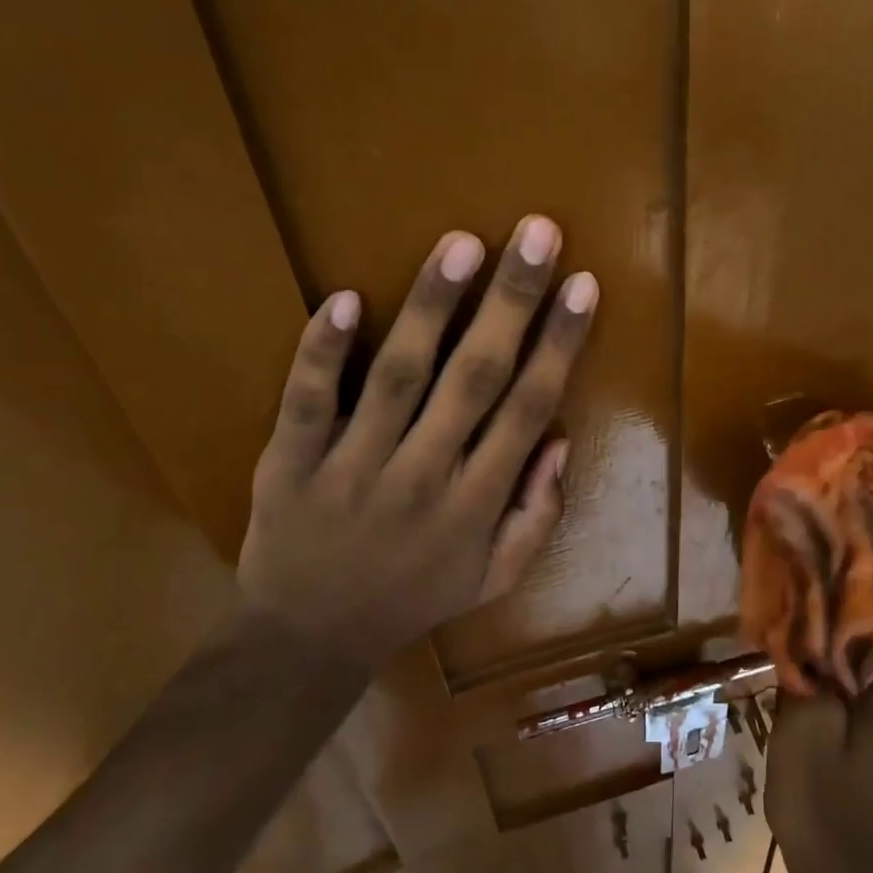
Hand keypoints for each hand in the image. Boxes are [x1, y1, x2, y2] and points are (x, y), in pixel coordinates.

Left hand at [236, 216, 596, 671]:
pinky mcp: (291, 463)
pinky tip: (345, 298)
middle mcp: (423, 478)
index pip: (528, 409)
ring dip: (432, 307)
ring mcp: (352, 468)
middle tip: (536, 233)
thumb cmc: (414, 598)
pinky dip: (322, 352)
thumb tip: (561, 439)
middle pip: (475, 378)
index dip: (559, 345)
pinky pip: (307, 402)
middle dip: (511, 302)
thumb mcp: (495, 577)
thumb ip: (539, 514)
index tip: (582, 285)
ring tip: (462, 243)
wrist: (309, 638)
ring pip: (398, 377)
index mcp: (477, 504)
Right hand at [765, 497, 872, 872]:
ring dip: (852, 599)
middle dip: (852, 564)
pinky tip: (827, 618)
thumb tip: (805, 600)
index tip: (854, 487)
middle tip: (817, 519)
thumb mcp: (803, 729)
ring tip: (814, 559)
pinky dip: (859, 632)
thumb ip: (807, 656)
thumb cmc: (827, 814)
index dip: (863, 536)